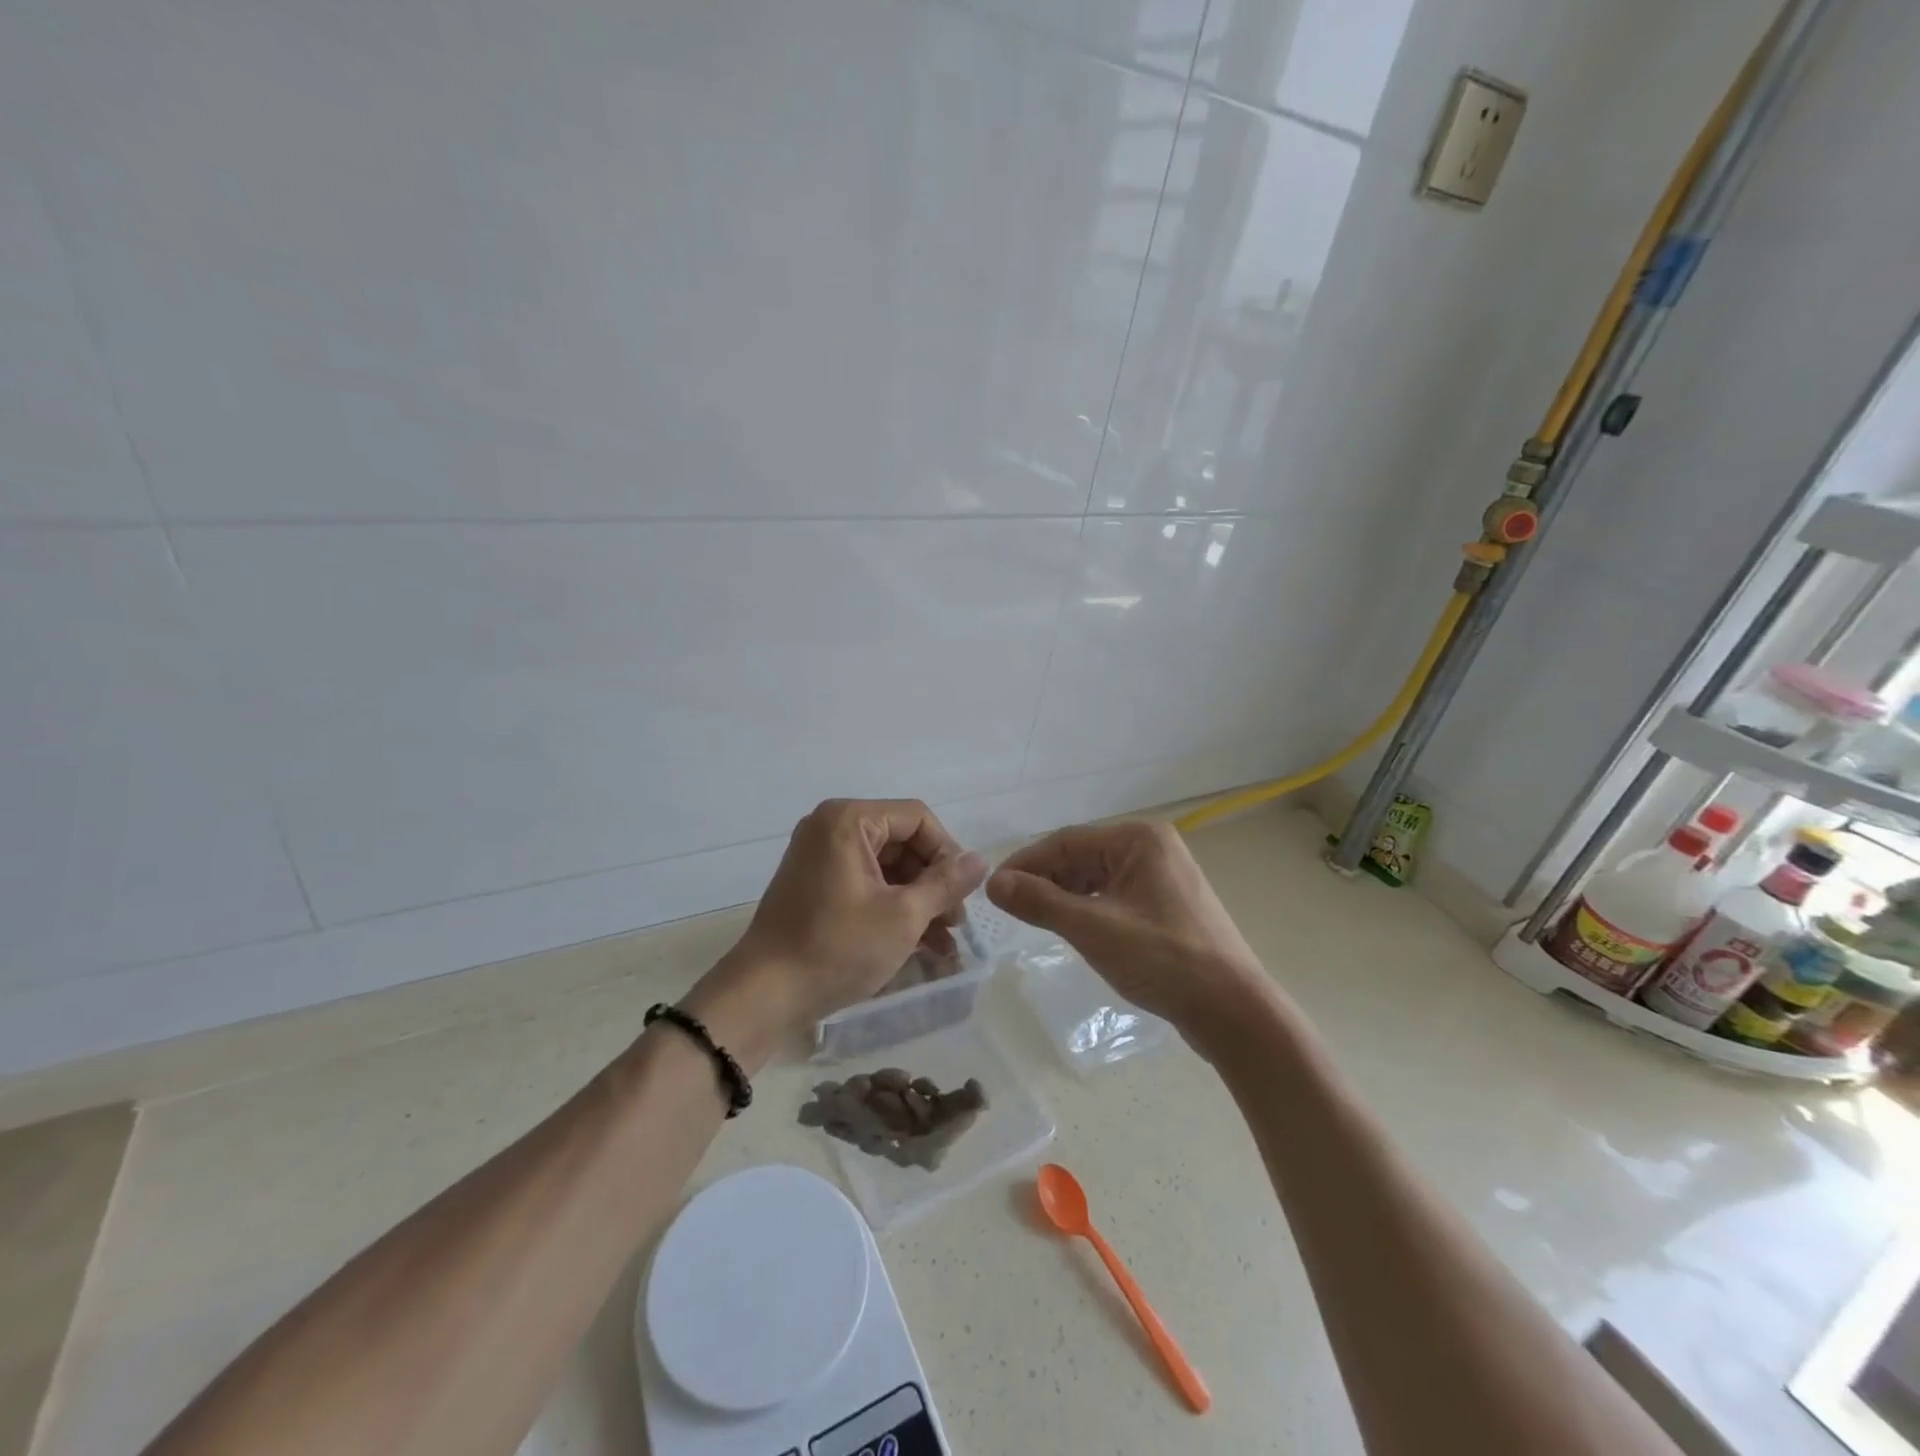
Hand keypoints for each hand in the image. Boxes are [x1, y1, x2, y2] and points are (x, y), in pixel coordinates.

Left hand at [685, 799, 986, 1064]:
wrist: (764, 995)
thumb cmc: (836, 948)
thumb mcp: (903, 916)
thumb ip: (946, 883)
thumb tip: (980, 860)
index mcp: (848, 820)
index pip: (917, 818)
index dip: (948, 853)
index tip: (964, 894)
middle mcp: (831, 828)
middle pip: (903, 841)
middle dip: (934, 882)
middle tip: (956, 921)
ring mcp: (821, 857)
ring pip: (888, 867)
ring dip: (919, 900)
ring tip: (945, 942)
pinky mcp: (816, 886)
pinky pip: (866, 884)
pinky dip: (893, 908)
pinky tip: (921, 945)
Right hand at [985, 821, 1267, 1032]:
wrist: (1234, 1011)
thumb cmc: (1163, 960)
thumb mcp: (1093, 929)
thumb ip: (1041, 902)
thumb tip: (993, 883)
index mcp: (1139, 839)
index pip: (1067, 841)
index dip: (1026, 863)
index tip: (993, 889)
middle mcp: (1153, 848)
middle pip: (1082, 857)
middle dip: (1045, 880)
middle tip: (1010, 909)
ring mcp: (1164, 877)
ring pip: (1097, 878)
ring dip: (1065, 896)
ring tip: (1035, 920)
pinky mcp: (1167, 905)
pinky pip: (1115, 896)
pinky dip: (1088, 909)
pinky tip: (1072, 928)